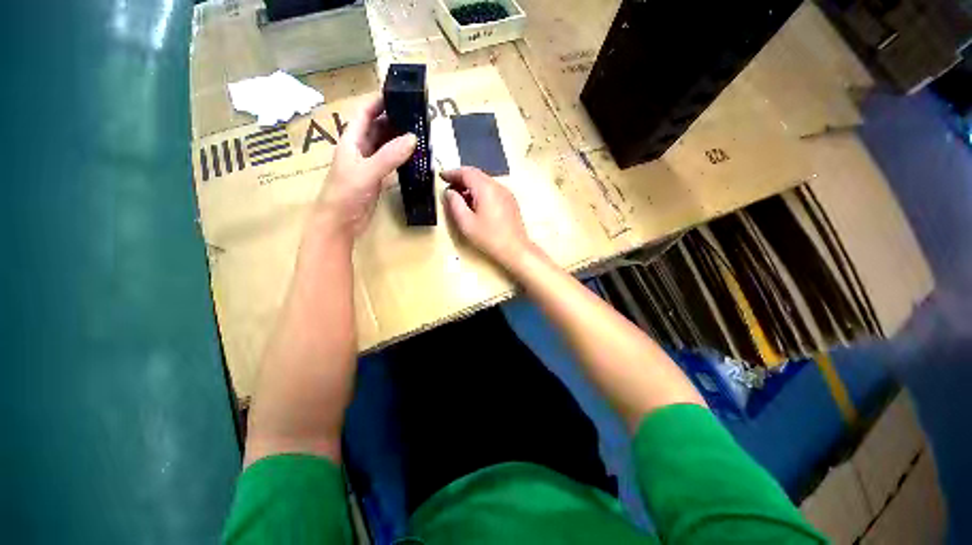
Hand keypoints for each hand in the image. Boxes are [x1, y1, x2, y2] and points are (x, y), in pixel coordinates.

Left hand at [315, 96, 416, 237]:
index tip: (400, 94)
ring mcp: (369, 164)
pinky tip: (414, 157)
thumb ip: (390, 155)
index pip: (365, 113)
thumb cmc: (346, 193)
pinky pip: (391, 162)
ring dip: (399, 139)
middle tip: (417, 117)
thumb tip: (413, 138)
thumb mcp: (368, 171)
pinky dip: (402, 157)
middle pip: (378, 127)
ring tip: (420, 133)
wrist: (340, 222)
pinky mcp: (377, 178)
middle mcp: (360, 148)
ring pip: (386, 145)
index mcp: (352, 140)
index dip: (379, 101)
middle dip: (395, 119)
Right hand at [442, 167, 534, 268]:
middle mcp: (497, 186)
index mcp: (486, 189)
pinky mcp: (510, 200)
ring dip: (471, 185)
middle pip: (476, 174)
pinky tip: (475, 204)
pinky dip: (480, 191)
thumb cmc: (489, 237)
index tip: (441, 176)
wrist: (515, 249)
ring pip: (485, 181)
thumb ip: (455, 204)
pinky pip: (492, 189)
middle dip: (461, 178)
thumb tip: (449, 192)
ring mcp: (506, 193)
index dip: (452, 173)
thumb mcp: (466, 223)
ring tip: (460, 197)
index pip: (466, 172)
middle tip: (448, 187)